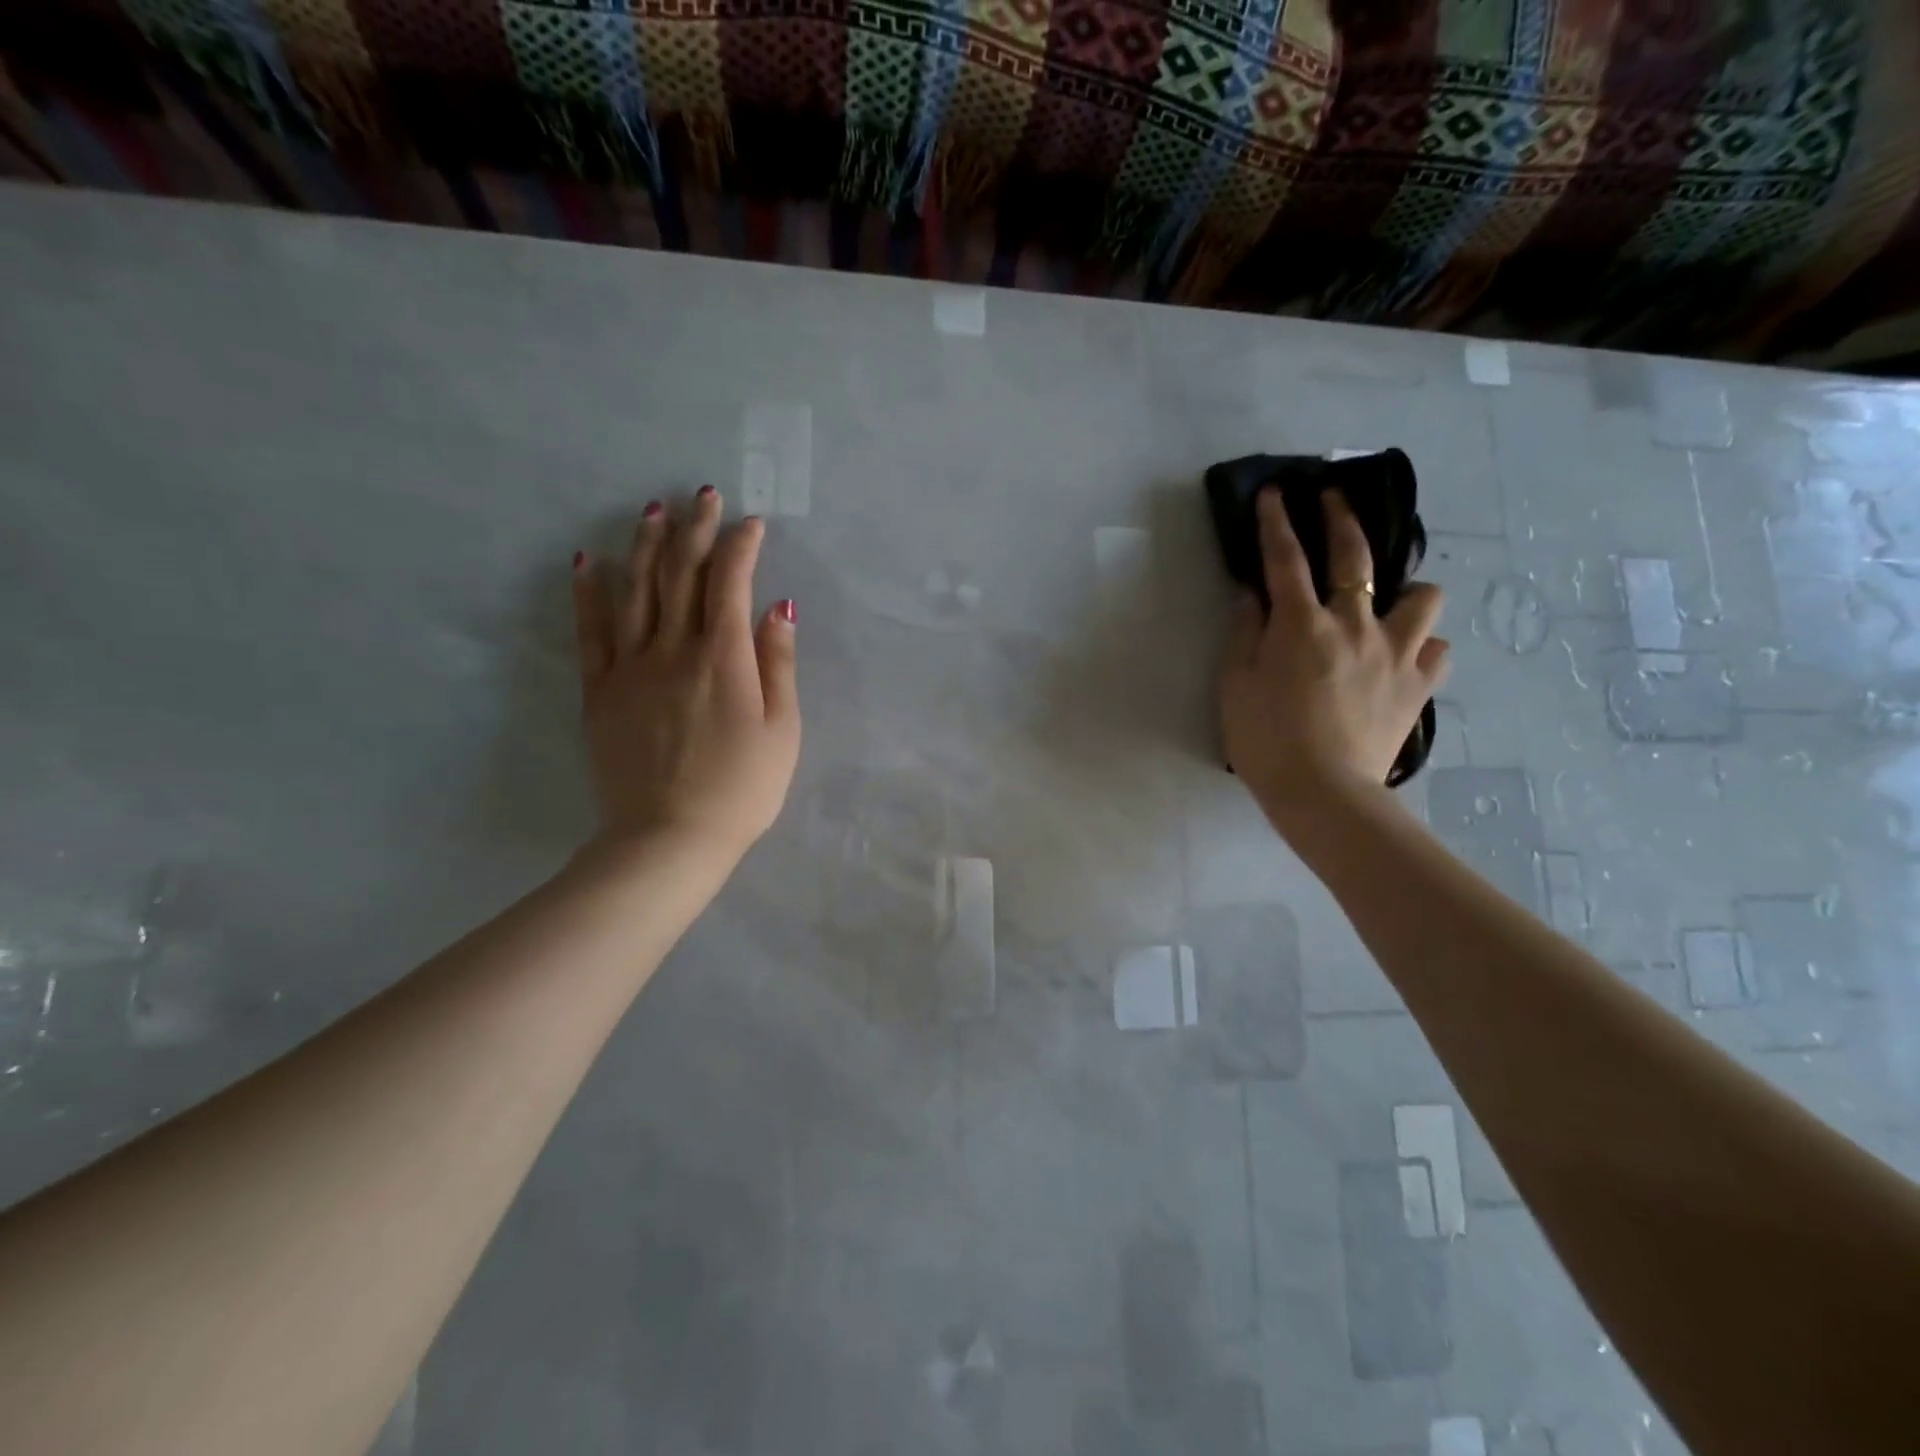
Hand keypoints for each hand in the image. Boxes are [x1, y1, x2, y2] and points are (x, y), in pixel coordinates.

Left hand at [571, 487, 800, 863]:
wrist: (670, 838)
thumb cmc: (742, 788)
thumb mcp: (782, 730)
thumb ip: (779, 664)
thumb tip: (779, 606)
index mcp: (724, 658)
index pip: (731, 583)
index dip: (741, 546)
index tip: (752, 523)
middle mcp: (674, 649)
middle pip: (682, 575)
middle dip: (695, 529)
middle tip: (702, 495)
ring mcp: (630, 667)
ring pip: (635, 591)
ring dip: (644, 545)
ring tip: (651, 510)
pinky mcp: (600, 691)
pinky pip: (591, 632)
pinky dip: (588, 593)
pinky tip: (586, 562)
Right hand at [1219, 487, 1449, 831]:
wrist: (1324, 793)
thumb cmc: (1266, 739)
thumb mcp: (1235, 685)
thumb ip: (1243, 633)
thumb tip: (1252, 596)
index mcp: (1301, 625)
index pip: (1285, 559)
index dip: (1276, 522)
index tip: (1275, 492)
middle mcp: (1354, 625)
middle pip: (1356, 556)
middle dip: (1343, 519)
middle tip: (1334, 498)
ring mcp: (1395, 653)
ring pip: (1423, 597)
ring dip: (1405, 590)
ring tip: (1389, 603)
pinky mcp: (1419, 686)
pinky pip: (1437, 650)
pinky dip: (1423, 645)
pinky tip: (1405, 656)